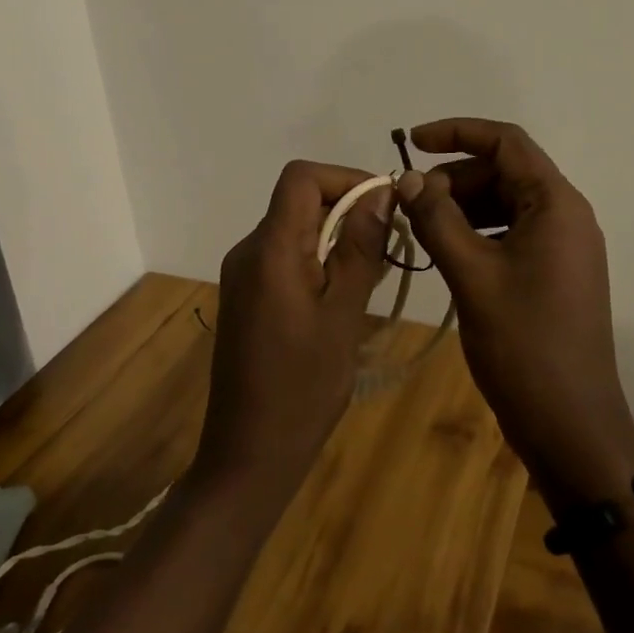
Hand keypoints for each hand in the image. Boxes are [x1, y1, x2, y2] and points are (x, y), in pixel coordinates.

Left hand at [196, 160, 391, 508]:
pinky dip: (321, 259)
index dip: (345, 178)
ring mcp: (245, 275)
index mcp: (269, 250)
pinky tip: (345, 296)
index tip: (384, 206)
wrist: (248, 455)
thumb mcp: (343, 316)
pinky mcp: (248, 296)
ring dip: (338, 237)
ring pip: (297, 228)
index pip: (301, 177)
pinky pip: (287, 256)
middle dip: (348, 210)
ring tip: (373, 275)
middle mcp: (250, 251)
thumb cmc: (302, 389)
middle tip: (388, 248)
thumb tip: (380, 193)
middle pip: (300, 200)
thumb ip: (360, 249)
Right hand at [395, 119, 633, 500]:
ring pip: (506, 204)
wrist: (571, 426)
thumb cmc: (524, 345)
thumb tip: (407, 178)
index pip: (506, 142)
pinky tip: (445, 253)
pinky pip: (512, 233)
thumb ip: (437, 219)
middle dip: (454, 178)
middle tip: (409, 203)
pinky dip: (477, 233)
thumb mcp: (472, 275)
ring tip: (420, 228)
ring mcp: (563, 246)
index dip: (457, 132)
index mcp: (556, 204)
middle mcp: (566, 215)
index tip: (411, 142)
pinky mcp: (554, 273)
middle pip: (505, 172)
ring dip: (462, 206)